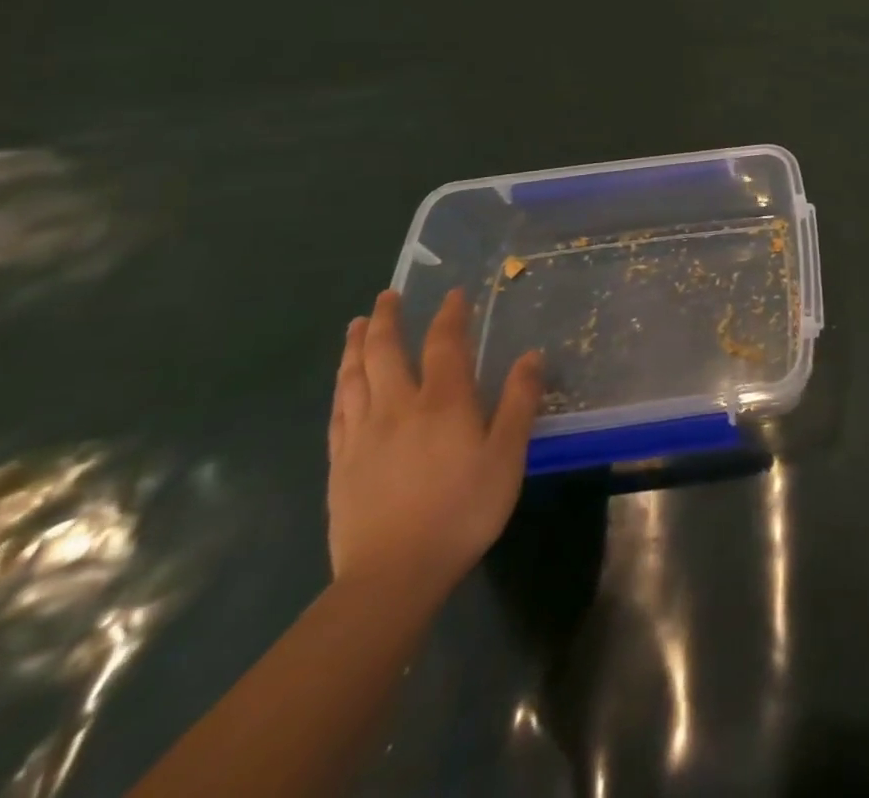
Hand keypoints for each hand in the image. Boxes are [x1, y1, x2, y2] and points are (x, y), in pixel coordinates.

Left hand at [327, 289, 542, 600]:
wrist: (393, 575)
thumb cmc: (463, 510)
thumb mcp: (507, 455)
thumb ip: (519, 402)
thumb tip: (531, 355)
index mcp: (443, 402)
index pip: (445, 344)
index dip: (450, 315)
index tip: (453, 294)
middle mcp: (398, 407)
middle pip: (385, 352)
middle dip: (387, 319)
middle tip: (387, 295)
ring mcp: (363, 435)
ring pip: (354, 378)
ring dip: (355, 346)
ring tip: (356, 325)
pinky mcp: (340, 464)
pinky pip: (338, 413)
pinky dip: (341, 388)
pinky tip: (342, 384)